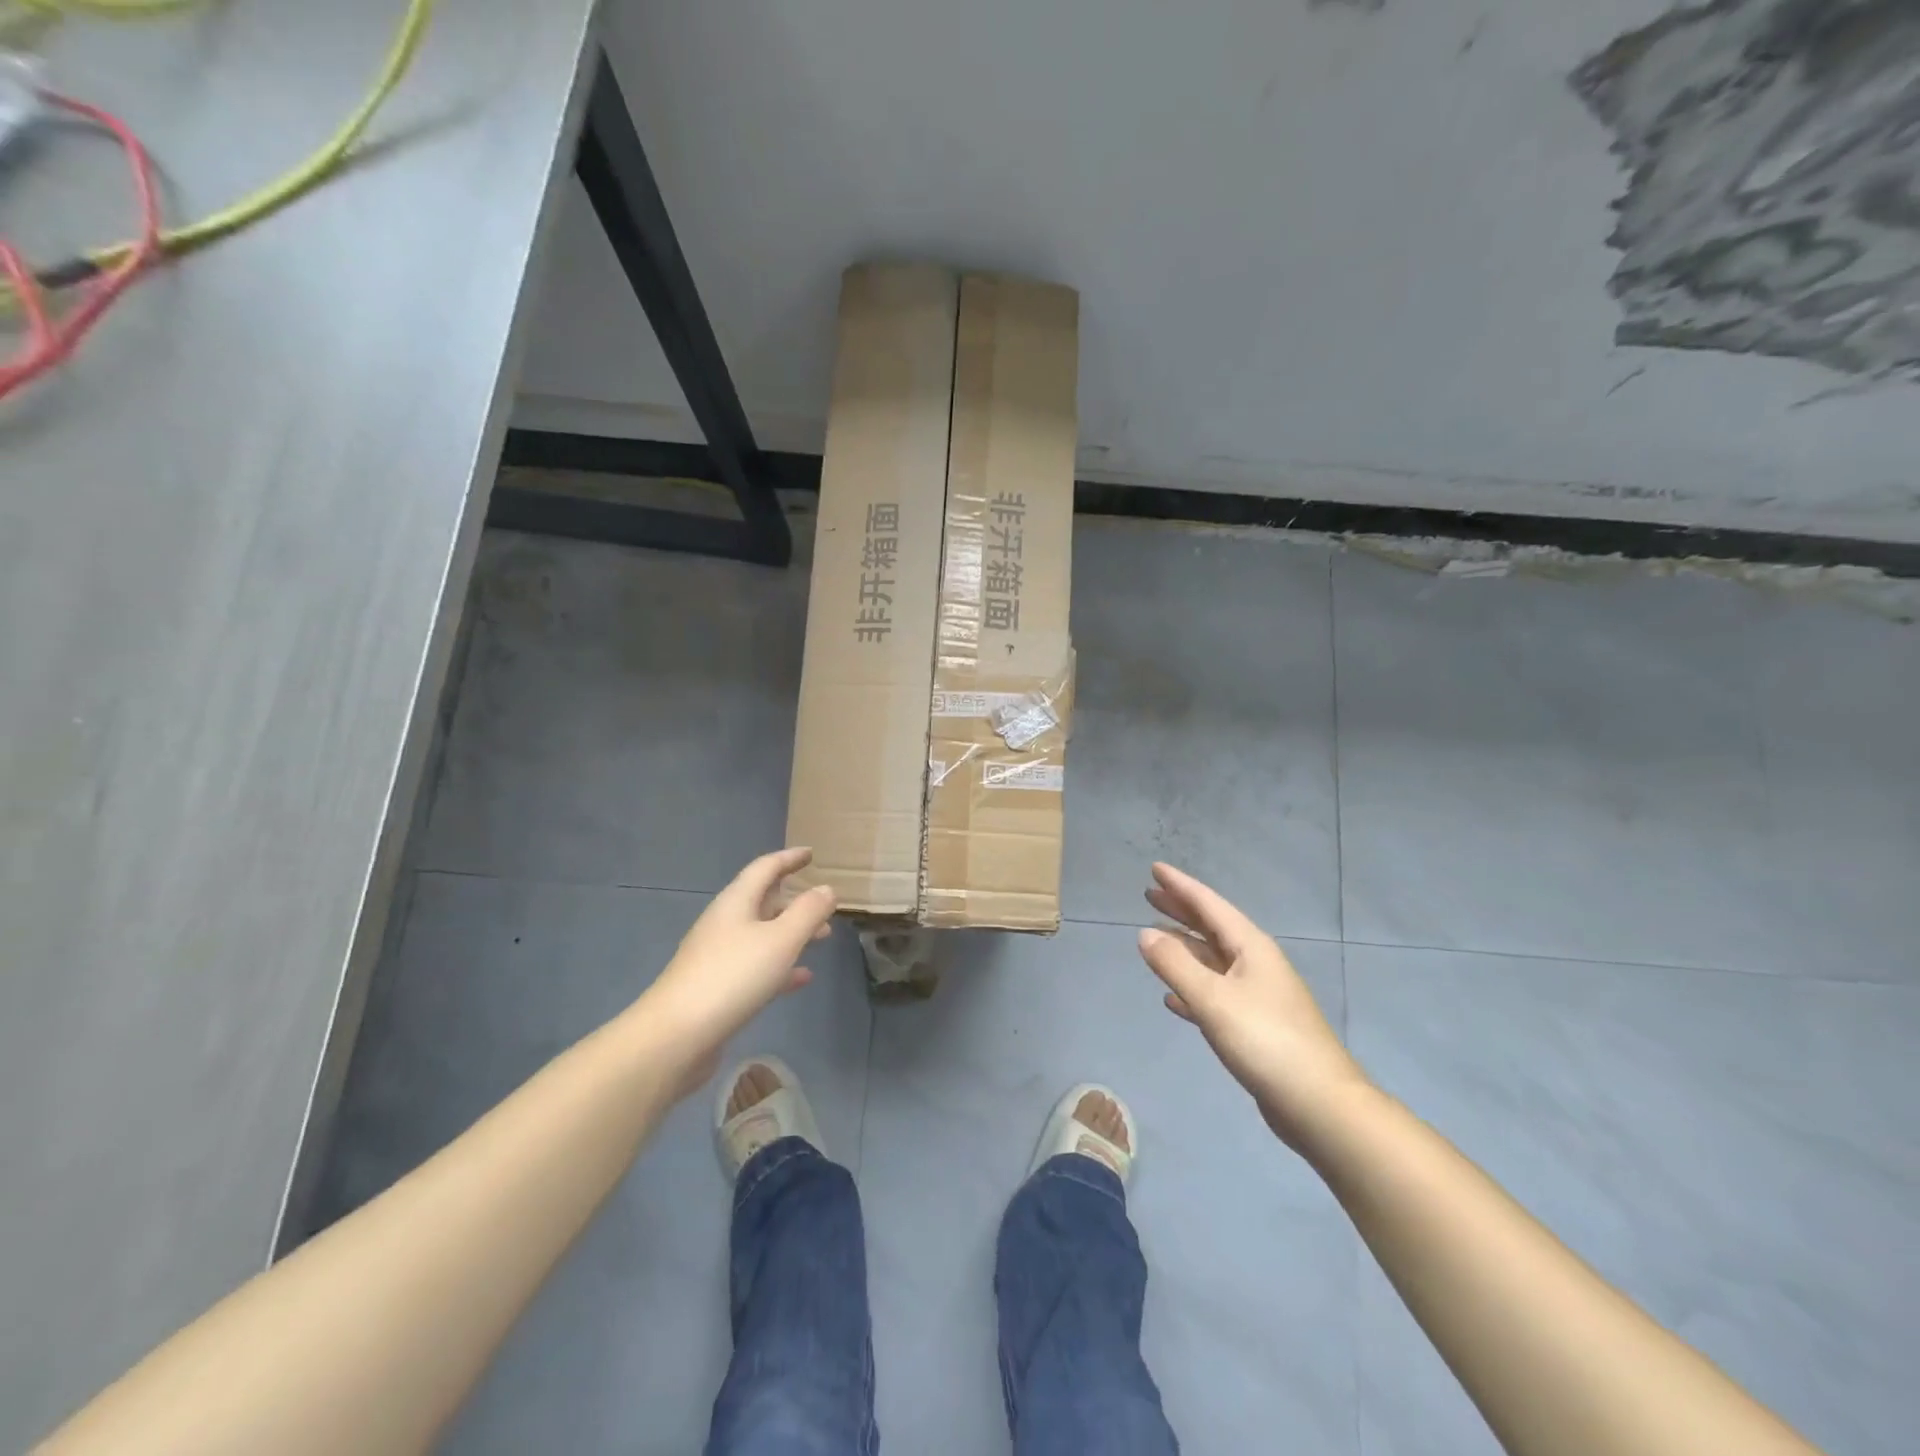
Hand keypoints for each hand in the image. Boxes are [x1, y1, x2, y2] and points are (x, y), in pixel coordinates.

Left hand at [637, 848, 836, 1092]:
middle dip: (795, 900)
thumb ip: (808, 912)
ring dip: (792, 933)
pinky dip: (781, 966)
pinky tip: (802, 978)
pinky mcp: (718, 989)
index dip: (789, 859)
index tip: (811, 854)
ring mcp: (718, 957)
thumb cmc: (732, 977)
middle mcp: (725, 923)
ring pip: (762, 935)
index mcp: (736, 902)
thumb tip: (827, 888)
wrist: (675, 1037)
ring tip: (823, 938)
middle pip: (763, 901)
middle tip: (824, 905)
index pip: (765, 868)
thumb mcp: (781, 940)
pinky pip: (756, 967)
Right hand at [1137, 863, 1367, 1153]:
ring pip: (1213, 960)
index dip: (1181, 886)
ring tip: (1154, 939)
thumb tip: (1145, 933)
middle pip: (1212, 928)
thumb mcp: (1213, 999)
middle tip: (1149, 894)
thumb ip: (1176, 965)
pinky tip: (1172, 998)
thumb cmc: (1265, 1041)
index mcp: (1251, 948)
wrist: (1320, 1105)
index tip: (1155, 868)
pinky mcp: (1255, 1026)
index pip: (1210, 905)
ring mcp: (1258, 995)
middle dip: (1181, 910)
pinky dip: (1192, 988)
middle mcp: (1256, 964)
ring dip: (1184, 948)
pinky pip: (1215, 993)